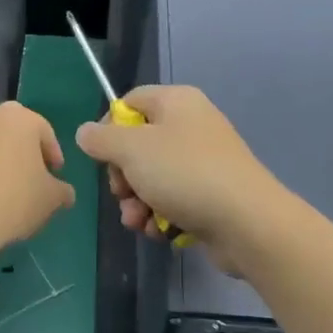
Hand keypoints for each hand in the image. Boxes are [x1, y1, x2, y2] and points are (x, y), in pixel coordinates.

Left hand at [0, 101, 75, 262]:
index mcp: (19, 119)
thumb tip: (65, 193)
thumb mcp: (51, 200)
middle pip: (13, 131)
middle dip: (24, 151)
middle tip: (30, 177)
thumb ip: (62, 191)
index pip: (44, 131)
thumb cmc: (13, 202)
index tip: (55, 176)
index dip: (53, 155)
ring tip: (4, 191)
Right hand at [74, 85, 285, 271]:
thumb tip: (85, 132)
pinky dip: (161, 215)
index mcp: (176, 102)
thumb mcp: (132, 150)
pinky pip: (174, 199)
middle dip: (123, 176)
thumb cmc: (184, 174)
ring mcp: (203, 162)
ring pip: (153, 178)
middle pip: (138, 145)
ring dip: (137, 202)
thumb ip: (101, 139)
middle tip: (122, 193)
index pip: (130, 102)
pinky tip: (158, 231)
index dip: (109, 127)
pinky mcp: (211, 195)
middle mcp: (192, 126)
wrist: (246, 222)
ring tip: (139, 221)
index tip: (101, 155)